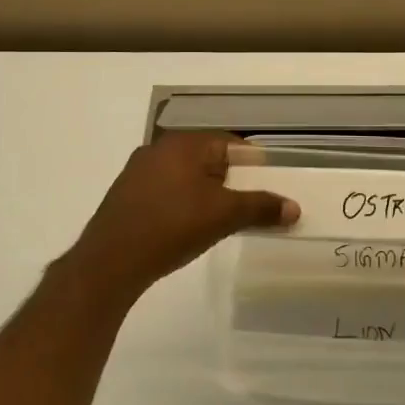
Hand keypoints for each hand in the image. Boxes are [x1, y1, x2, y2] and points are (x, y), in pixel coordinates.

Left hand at [66, 132, 299, 294]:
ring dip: (204, 192)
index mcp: (184, 143)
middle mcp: (159, 148)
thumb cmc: (172, 226)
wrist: (110, 261)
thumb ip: (260, 207)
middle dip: (229, 180)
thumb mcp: (224, 216)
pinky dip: (181, 202)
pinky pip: (165, 190)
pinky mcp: (126, 194)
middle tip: (246, 206)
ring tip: (218, 221)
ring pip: (185, 175)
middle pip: (207, 157)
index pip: (229, 143)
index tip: (266, 186)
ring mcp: (138, 171)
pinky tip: (185, 228)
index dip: (252, 163)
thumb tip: (294, 208)